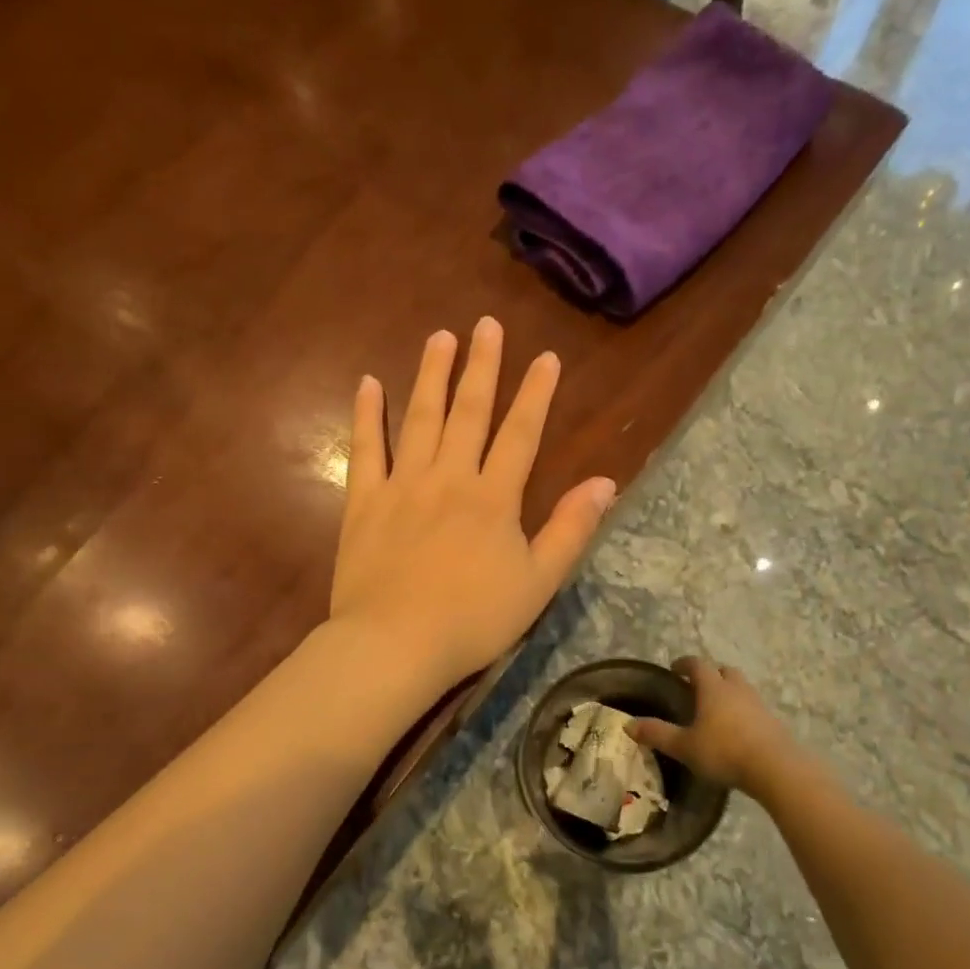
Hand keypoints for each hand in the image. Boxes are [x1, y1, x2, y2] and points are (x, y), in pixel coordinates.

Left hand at [330, 319, 616, 692]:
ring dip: (431, 375)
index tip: (546, 357)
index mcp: (494, 498)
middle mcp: (450, 478)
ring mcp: (402, 486)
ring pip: (420, 419)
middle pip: (469, 412)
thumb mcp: (538, 581)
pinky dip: (367, 416)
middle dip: (482, 367)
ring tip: (440, 337)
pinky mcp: (364, 502)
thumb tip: (605, 482)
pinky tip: (369, 384)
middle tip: (487, 325)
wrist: (395, 644)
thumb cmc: (473, 620)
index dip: (536, 394)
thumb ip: (571, 529)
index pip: (521, 434)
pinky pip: (366, 449)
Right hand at [626, 657, 812, 798]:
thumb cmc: (724, 751)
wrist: (776, 768)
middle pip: (724, 670)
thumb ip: (657, 733)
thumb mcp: (684, 746)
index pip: (697, 664)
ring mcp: (758, 704)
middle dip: (710, 674)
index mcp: (712, 688)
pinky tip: (736, 729)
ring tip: (716, 708)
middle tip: (697, 686)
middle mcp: (736, 689)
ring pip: (741, 688)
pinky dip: (742, 711)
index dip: (684, 664)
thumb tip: (627, 724)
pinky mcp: (773, 722)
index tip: (675, 668)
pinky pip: (753, 707)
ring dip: (729, 691)